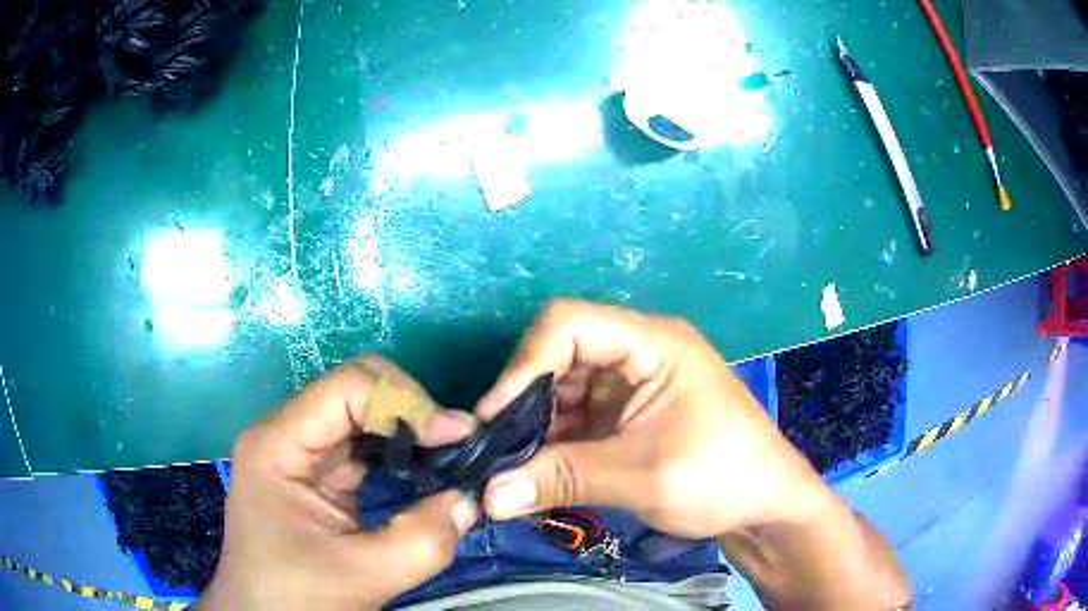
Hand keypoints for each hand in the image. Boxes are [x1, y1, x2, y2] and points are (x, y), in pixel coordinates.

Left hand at [198, 357, 479, 610]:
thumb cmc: (296, 597)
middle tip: (459, 443)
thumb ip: (422, 541)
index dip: (405, 401)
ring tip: (451, 454)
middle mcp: (286, 434)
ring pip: (362, 414)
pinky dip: (399, 451)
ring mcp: (300, 452)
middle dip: (411, 410)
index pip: (347, 387)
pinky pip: (363, 445)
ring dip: (409, 429)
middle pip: (355, 390)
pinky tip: (425, 469)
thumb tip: (469, 499)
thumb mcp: (362, 576)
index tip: (456, 435)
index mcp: (278, 445)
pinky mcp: (316, 474)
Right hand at [476, 302, 909, 609]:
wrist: (764, 507)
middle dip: (525, 401)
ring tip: (513, 468)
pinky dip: (553, 444)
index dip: (525, 364)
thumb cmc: (721, 477)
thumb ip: (562, 480)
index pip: (568, 323)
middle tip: (498, 449)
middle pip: (559, 355)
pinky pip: (575, 419)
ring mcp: (631, 385)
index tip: (495, 417)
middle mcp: (638, 352)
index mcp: (653, 342)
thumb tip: (486, 497)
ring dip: (536, 428)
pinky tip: (538, 475)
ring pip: (562, 390)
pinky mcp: (626, 416)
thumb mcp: (642, 475)